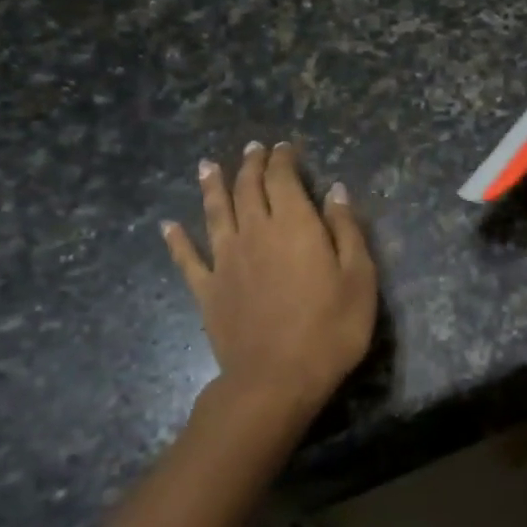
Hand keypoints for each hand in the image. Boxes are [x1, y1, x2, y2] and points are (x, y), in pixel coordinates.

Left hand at [161, 142, 376, 425]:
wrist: (277, 378)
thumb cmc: (331, 328)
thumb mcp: (359, 277)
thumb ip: (346, 229)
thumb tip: (334, 191)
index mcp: (294, 225)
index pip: (283, 179)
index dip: (283, 160)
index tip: (284, 148)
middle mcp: (255, 232)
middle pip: (248, 189)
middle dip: (251, 165)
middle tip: (252, 149)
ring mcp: (225, 261)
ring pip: (215, 213)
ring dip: (212, 187)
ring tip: (208, 166)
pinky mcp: (208, 290)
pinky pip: (188, 259)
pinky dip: (177, 240)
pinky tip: (168, 226)